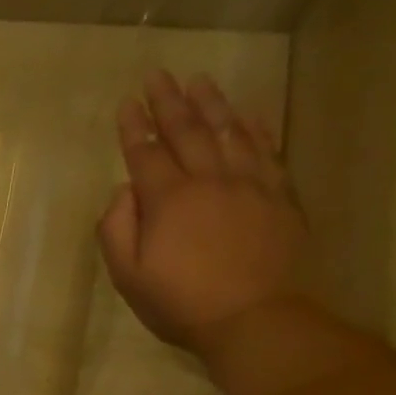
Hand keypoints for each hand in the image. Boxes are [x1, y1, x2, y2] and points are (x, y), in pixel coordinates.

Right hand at [98, 70, 309, 357]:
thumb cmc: (182, 303)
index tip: (127, 102)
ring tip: (198, 80)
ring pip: (228, 131)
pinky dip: (255, 127)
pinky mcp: (279, 196)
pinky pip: (266, 150)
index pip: (145, 153)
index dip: (134, 127)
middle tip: (158, 76)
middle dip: (169, 102)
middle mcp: (209, 179)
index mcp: (168, 199)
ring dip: (211, 103)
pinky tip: (247, 113)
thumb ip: (117, 229)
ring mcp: (249, 184)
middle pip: (187, 131)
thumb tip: (124, 191)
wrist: (256, 319)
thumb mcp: (128, 276)